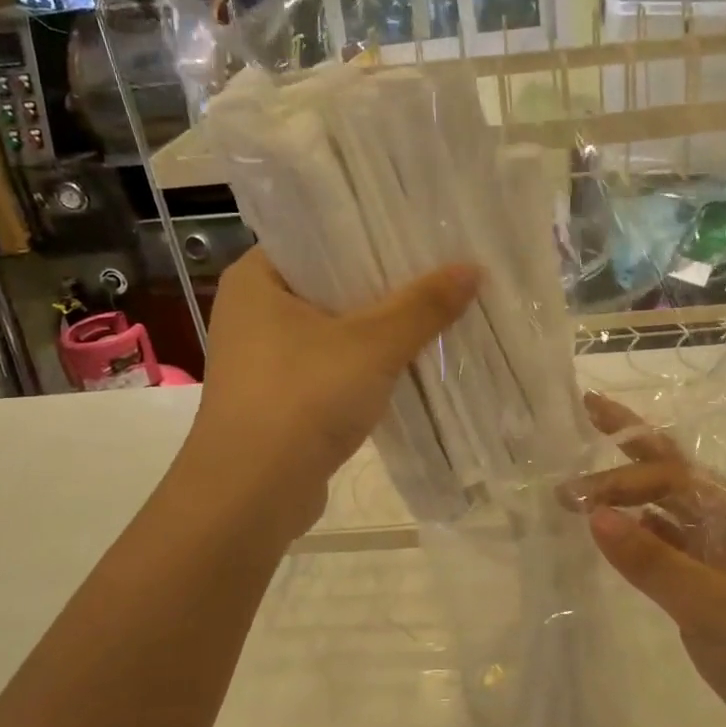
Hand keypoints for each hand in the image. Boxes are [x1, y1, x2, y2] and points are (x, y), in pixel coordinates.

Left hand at [187, 248, 479, 540]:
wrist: (253, 493)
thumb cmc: (303, 398)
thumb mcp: (372, 345)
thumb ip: (422, 306)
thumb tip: (472, 269)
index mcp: (256, 279)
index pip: (317, 237)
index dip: (369, 234)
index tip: (419, 233)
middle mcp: (253, 313)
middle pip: (331, 284)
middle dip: (385, 285)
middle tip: (440, 269)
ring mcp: (265, 361)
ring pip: (334, 331)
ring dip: (379, 329)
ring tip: (436, 311)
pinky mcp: (281, 400)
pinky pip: (332, 368)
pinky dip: (366, 366)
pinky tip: (410, 363)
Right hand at [562, 393, 725, 726]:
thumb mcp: (716, 608)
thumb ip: (653, 561)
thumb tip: (593, 515)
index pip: (673, 478)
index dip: (622, 480)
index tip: (575, 498)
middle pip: (673, 477)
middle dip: (630, 447)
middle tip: (587, 412)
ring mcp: (722, 562)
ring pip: (666, 515)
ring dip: (628, 497)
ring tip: (582, 485)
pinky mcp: (711, 596)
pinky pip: (667, 553)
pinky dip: (637, 540)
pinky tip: (610, 535)